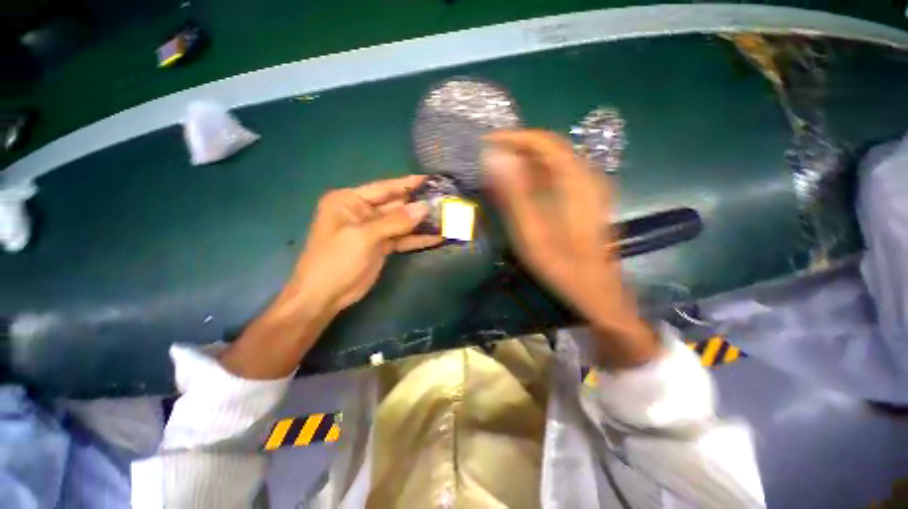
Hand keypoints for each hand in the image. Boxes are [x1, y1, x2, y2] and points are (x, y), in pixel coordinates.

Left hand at [220, 175, 441, 378]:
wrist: (324, 296)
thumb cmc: (336, 260)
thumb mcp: (364, 237)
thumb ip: (395, 221)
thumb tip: (424, 207)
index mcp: (350, 201)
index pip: (383, 188)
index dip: (406, 184)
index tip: (428, 179)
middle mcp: (362, 212)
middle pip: (395, 205)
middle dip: (417, 204)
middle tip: (442, 200)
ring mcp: (373, 230)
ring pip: (401, 222)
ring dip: (420, 222)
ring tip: (444, 217)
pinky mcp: (381, 246)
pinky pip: (402, 239)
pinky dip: (416, 239)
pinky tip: (435, 238)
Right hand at [483, 130, 657, 368]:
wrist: (596, 291)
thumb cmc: (561, 266)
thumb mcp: (532, 233)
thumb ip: (514, 194)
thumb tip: (495, 159)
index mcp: (576, 181)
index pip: (543, 142)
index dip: (513, 138)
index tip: (487, 144)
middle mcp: (587, 176)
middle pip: (550, 148)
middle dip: (518, 148)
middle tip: (489, 159)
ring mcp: (590, 187)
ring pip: (554, 161)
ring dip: (526, 162)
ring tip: (499, 171)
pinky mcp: (588, 198)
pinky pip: (560, 175)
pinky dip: (537, 175)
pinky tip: (521, 188)